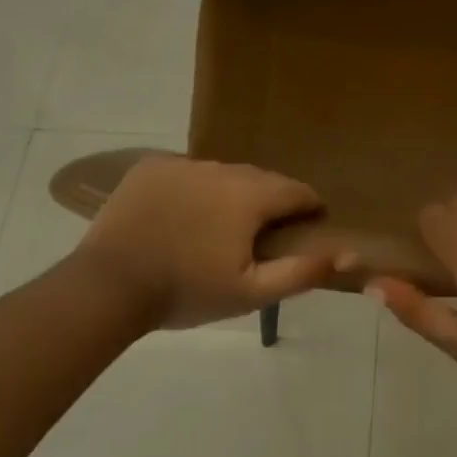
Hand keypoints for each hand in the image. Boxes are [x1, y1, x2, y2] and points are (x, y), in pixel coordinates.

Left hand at [76, 157, 335, 329]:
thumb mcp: (251, 292)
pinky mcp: (152, 167)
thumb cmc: (187, 291)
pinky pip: (188, 173)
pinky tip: (182, 217)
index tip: (305, 230)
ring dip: (231, 195)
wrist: (109, 287)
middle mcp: (223, 168)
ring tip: (217, 228)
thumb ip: (302, 271)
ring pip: (224, 175)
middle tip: (258, 238)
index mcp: (251, 195)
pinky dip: (194, 189)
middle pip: (262, 180)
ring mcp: (184, 163)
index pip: (298, 191)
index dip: (309, 210)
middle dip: (269, 203)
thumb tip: (347, 254)